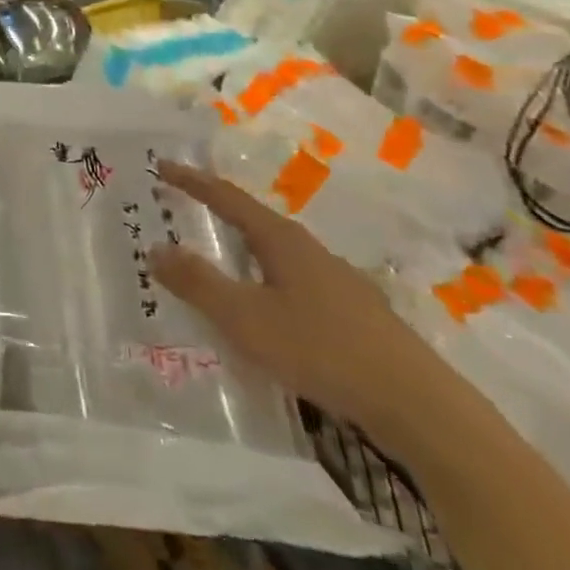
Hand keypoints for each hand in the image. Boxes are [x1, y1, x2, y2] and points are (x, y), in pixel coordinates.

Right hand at [148, 162, 456, 456]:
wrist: (415, 403)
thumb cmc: (322, 350)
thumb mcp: (247, 319)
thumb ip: (199, 284)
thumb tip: (155, 249)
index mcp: (281, 240)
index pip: (227, 197)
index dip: (192, 181)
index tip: (161, 166)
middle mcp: (308, 249)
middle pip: (252, 221)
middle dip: (215, 214)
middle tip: (180, 213)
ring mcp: (334, 279)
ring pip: (273, 254)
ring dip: (240, 252)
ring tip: (214, 263)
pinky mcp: (350, 311)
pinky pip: (290, 282)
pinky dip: (262, 282)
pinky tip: (262, 311)